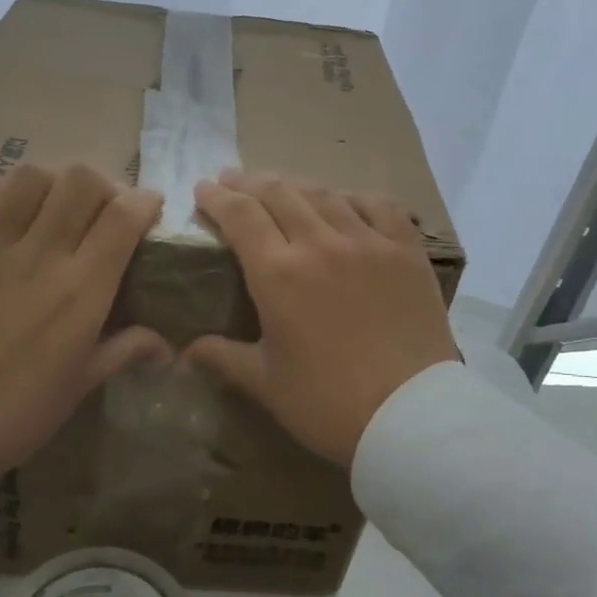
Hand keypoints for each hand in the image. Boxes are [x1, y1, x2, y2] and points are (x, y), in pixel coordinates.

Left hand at [0, 163, 168, 482]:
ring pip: (26, 177)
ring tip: (45, 204)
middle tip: (96, 206)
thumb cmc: (16, 413)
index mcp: (82, 290)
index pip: (124, 216)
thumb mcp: (81, 385)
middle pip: (80, 181)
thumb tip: (166, 345)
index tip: (147, 206)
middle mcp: (40, 255)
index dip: (143, 200)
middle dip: (100, 184)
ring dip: (46, 182)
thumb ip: (125, 350)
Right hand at [183, 170, 457, 467]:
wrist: (411, 415)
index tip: (203, 188)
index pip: (240, 216)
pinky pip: (378, 206)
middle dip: (248, 182)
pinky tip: (345, 201)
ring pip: (325, 195)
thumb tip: (185, 351)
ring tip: (281, 186)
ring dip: (295, 185)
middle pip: (279, 193)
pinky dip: (354, 197)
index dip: (217, 197)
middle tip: (233, 180)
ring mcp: (368, 242)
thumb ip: (224, 357)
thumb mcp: (266, 383)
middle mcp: (320, 244)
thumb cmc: (328, 403)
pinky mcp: (406, 252)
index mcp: (278, 274)